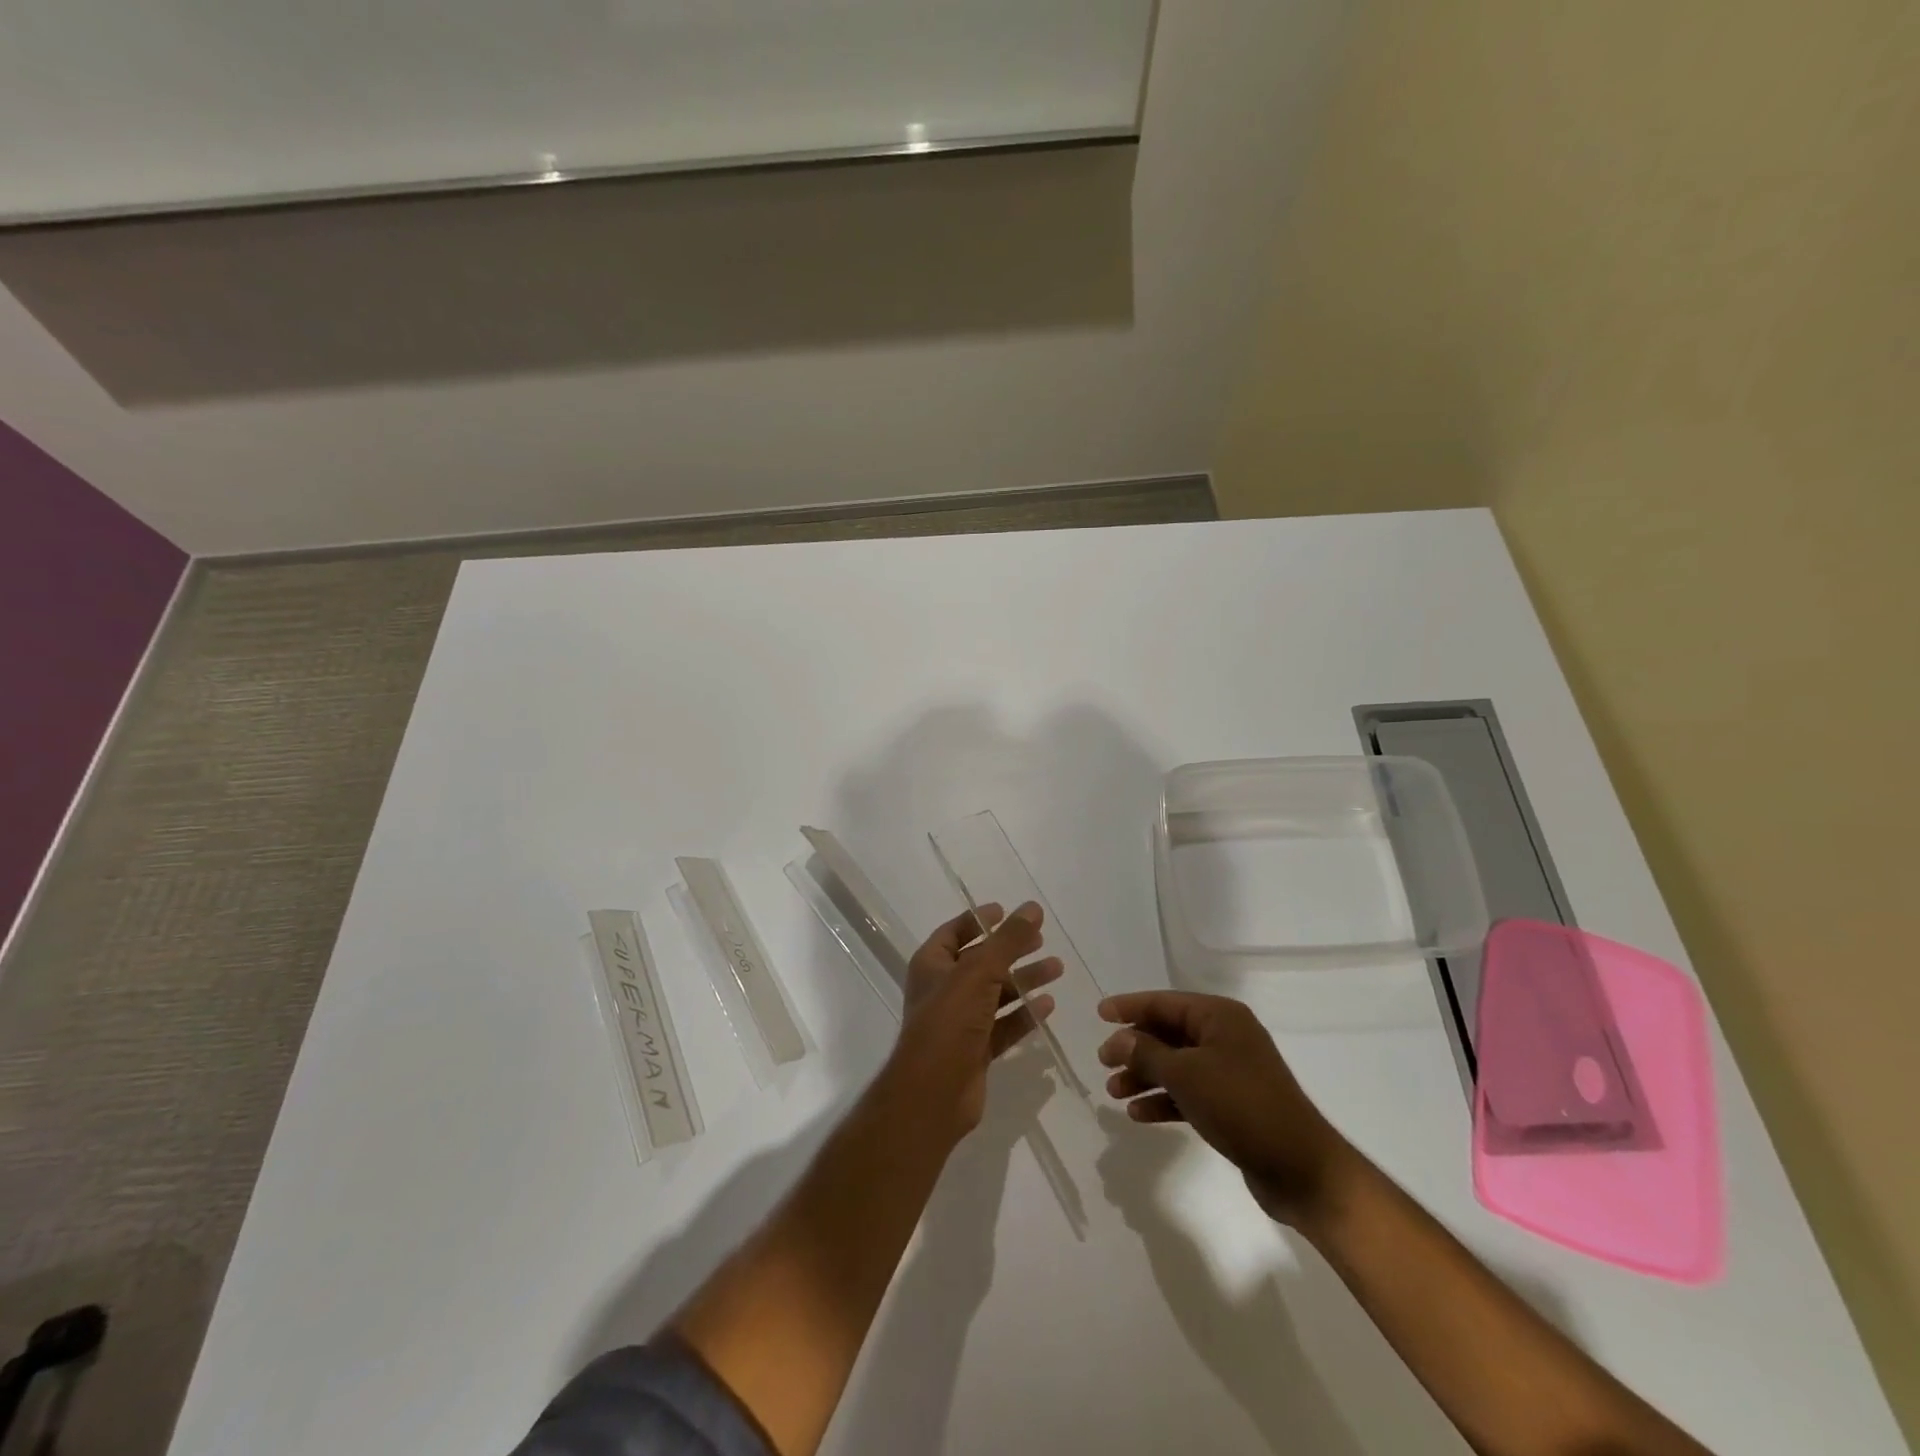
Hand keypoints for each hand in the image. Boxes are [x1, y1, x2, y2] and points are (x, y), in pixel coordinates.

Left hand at [883, 902, 1061, 1146]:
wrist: (933, 1093)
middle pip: (982, 961)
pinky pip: (1004, 1024)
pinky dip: (1024, 1014)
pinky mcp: (976, 1048)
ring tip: (1058, 968)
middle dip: (1011, 949)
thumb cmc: (949, 1021)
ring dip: (1024, 980)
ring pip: (997, 993)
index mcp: (932, 964)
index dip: (979, 920)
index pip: (955, 932)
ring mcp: (960, 1021)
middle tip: (1041, 939)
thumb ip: (1008, 940)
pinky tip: (1048, 1005)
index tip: (1008, 911)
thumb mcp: (979, 972)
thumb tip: (1033, 907)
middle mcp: (944, 989)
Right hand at [1098, 991, 1355, 1225]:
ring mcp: (1230, 1071)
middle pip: (1168, 1033)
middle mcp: (1225, 1037)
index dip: (1129, 1006)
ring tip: (1113, 1093)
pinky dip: (1164, 1099)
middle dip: (1134, 1048)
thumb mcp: (1186, 1075)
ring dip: (1144, 1076)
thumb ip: (1147, 1053)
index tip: (1098, 1014)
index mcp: (1219, 1017)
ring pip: (1175, 1065)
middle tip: (1102, 1062)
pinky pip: (1188, 1092)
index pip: (1164, 1002)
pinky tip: (1138, 1114)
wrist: (1300, 1169)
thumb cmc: (1242, 1106)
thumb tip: (1118, 1038)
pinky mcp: (1232, 1104)